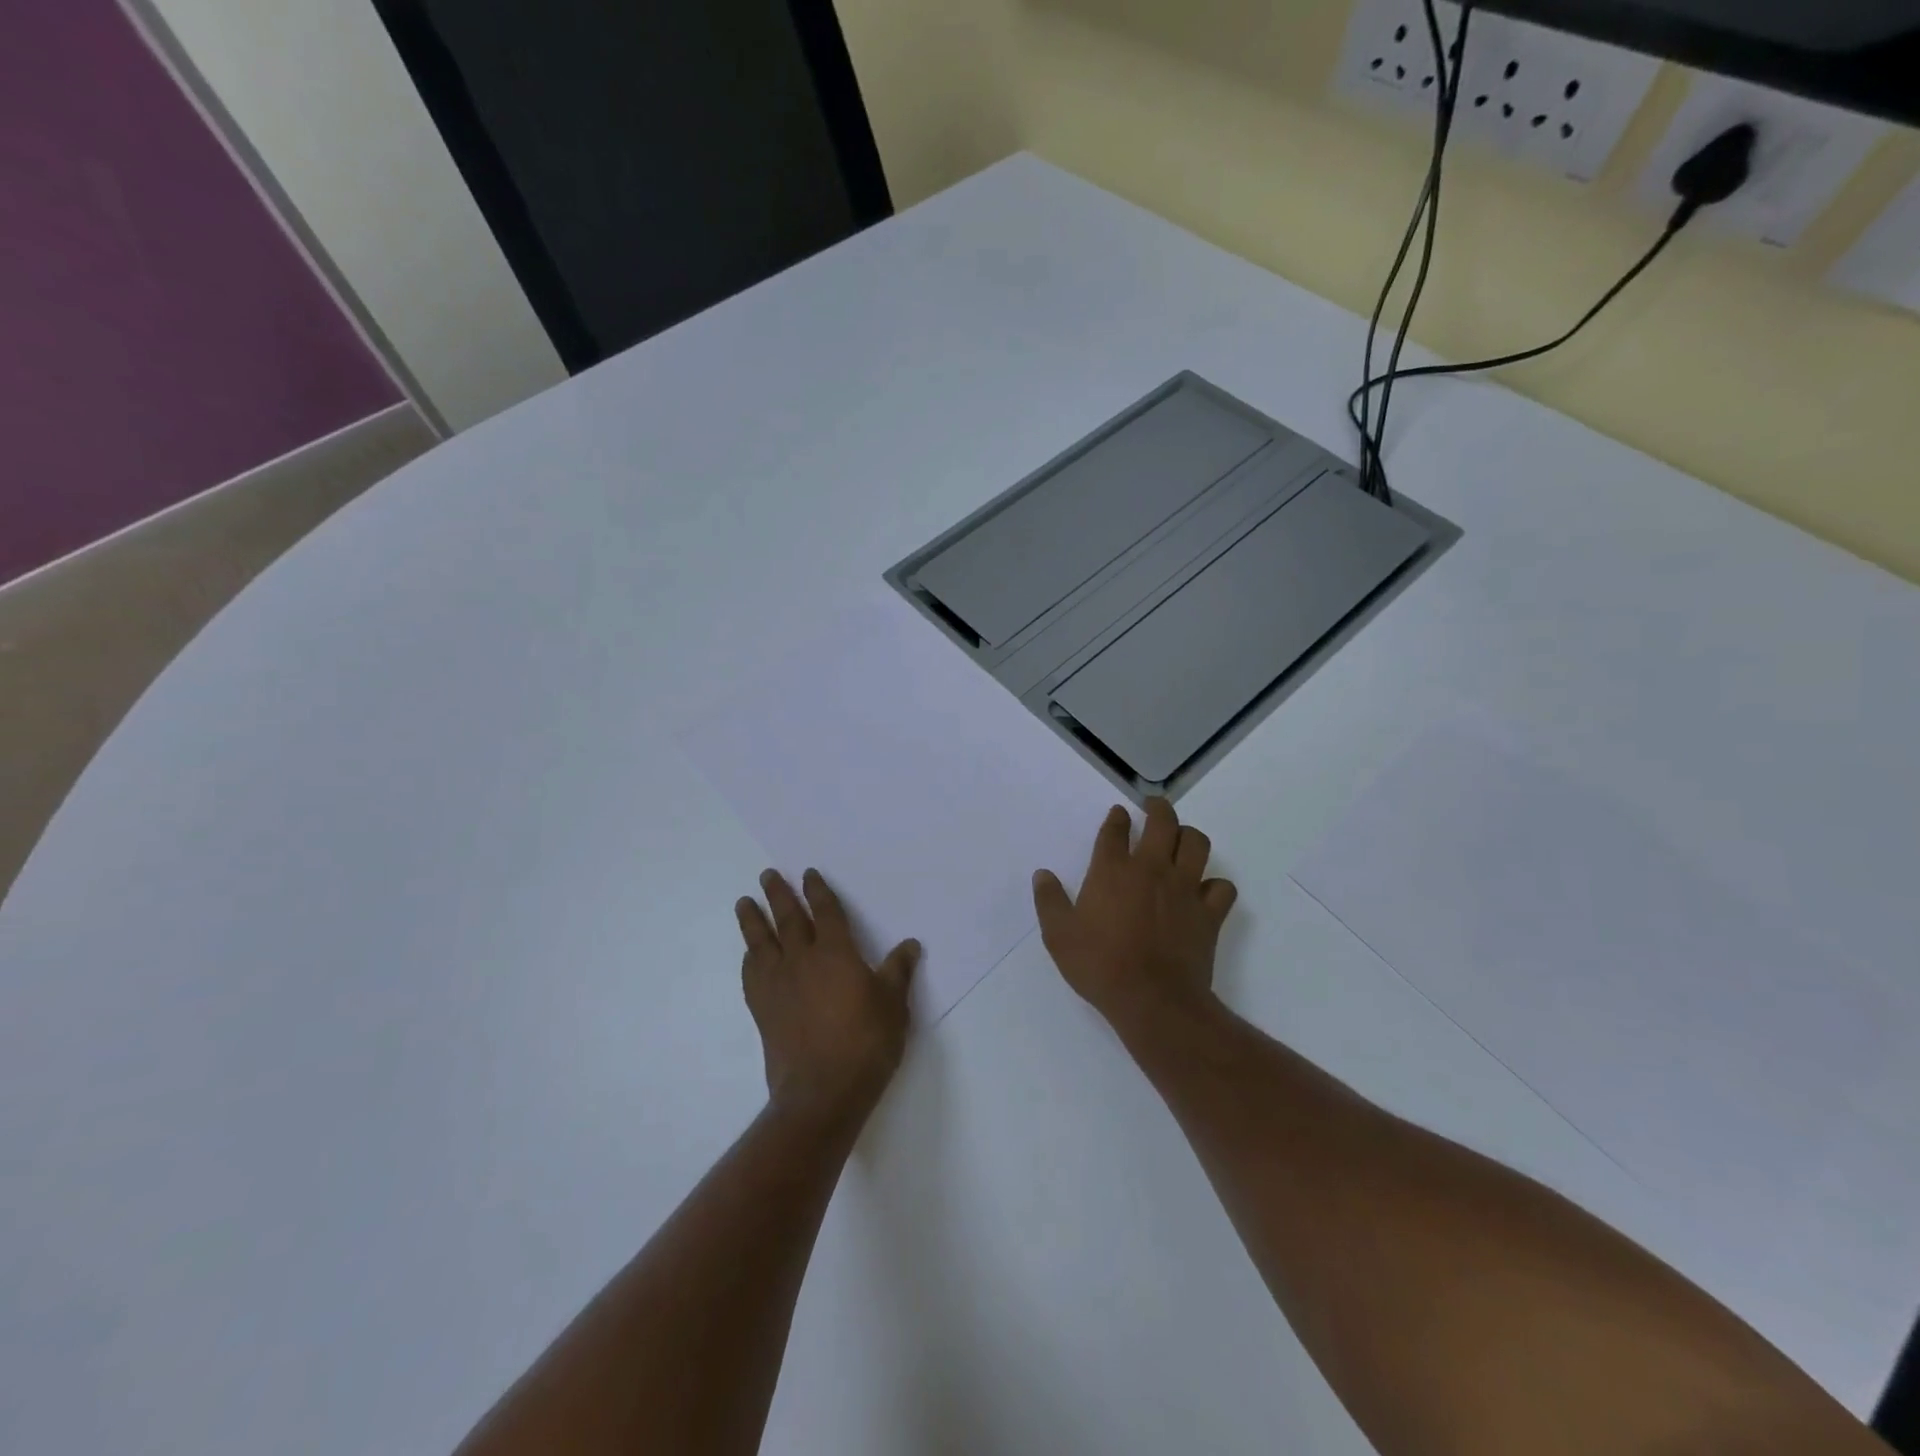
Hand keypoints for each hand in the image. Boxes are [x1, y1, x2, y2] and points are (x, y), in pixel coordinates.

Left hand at [736, 869, 918, 1125]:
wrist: (822, 1092)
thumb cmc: (866, 1043)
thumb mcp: (894, 1005)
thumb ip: (898, 972)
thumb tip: (910, 945)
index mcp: (836, 953)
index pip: (826, 912)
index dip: (818, 891)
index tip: (808, 874)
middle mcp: (802, 960)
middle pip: (788, 919)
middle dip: (778, 894)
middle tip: (767, 875)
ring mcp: (778, 985)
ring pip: (761, 942)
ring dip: (752, 920)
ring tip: (743, 902)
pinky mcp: (763, 1010)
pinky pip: (751, 974)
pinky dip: (749, 959)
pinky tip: (749, 955)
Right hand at [1032, 798, 1237, 1032]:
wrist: (1152, 999)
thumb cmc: (1099, 965)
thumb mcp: (1059, 936)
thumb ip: (1049, 901)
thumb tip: (1042, 874)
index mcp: (1112, 870)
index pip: (1116, 830)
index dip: (1117, 818)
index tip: (1118, 814)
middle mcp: (1151, 869)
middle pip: (1163, 822)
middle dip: (1159, 808)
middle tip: (1154, 807)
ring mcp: (1184, 888)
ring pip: (1197, 844)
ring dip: (1189, 837)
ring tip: (1182, 840)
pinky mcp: (1209, 913)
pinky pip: (1222, 887)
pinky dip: (1215, 885)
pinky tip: (1205, 891)